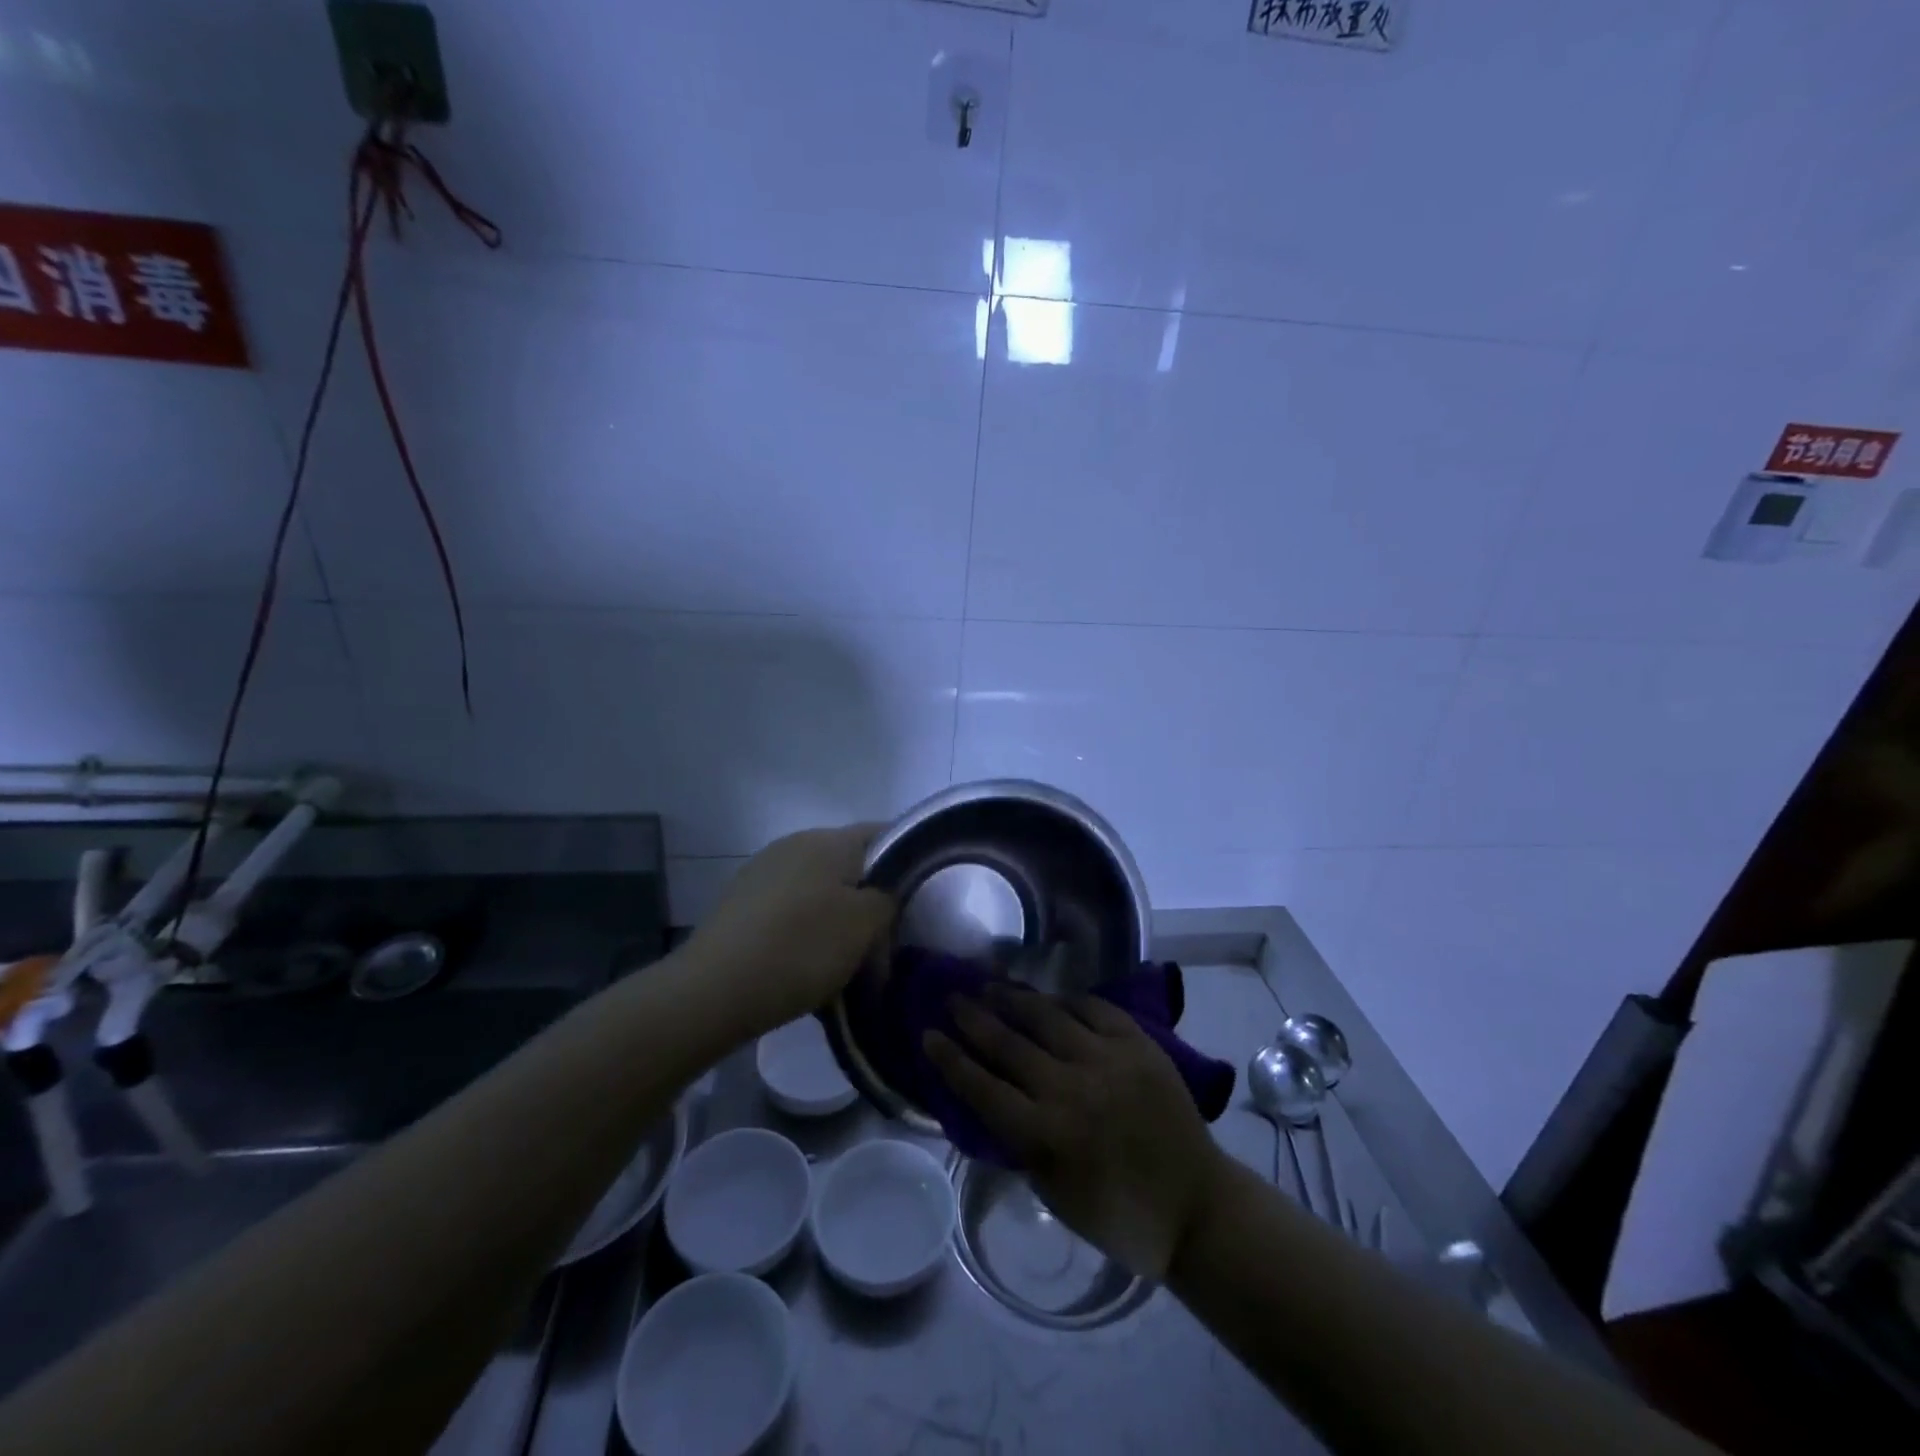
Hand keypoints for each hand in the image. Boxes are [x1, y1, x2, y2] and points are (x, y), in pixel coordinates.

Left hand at [687, 825, 893, 1036]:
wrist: (712, 990)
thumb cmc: (800, 949)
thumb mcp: (864, 925)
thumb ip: (887, 899)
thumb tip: (883, 893)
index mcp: (829, 840)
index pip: (883, 834)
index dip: (908, 861)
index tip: (918, 900)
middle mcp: (795, 844)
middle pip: (850, 865)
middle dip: (870, 900)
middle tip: (883, 942)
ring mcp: (763, 871)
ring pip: (820, 890)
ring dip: (837, 919)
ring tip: (845, 962)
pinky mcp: (742, 902)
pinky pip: (790, 910)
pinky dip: (806, 931)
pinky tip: (806, 965)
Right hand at [925, 986, 1224, 1279]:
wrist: (1196, 1205)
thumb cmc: (1118, 1214)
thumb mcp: (1053, 1193)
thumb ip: (1020, 1143)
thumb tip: (990, 1100)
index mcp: (1047, 1134)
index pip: (982, 1088)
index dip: (950, 1060)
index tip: (928, 1035)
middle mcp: (1071, 1088)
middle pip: (1008, 1044)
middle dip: (973, 1018)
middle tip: (952, 997)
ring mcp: (1107, 1060)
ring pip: (1047, 1017)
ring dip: (1013, 999)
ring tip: (989, 985)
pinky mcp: (1138, 1044)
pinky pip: (1093, 1009)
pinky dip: (1066, 1000)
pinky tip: (1049, 996)